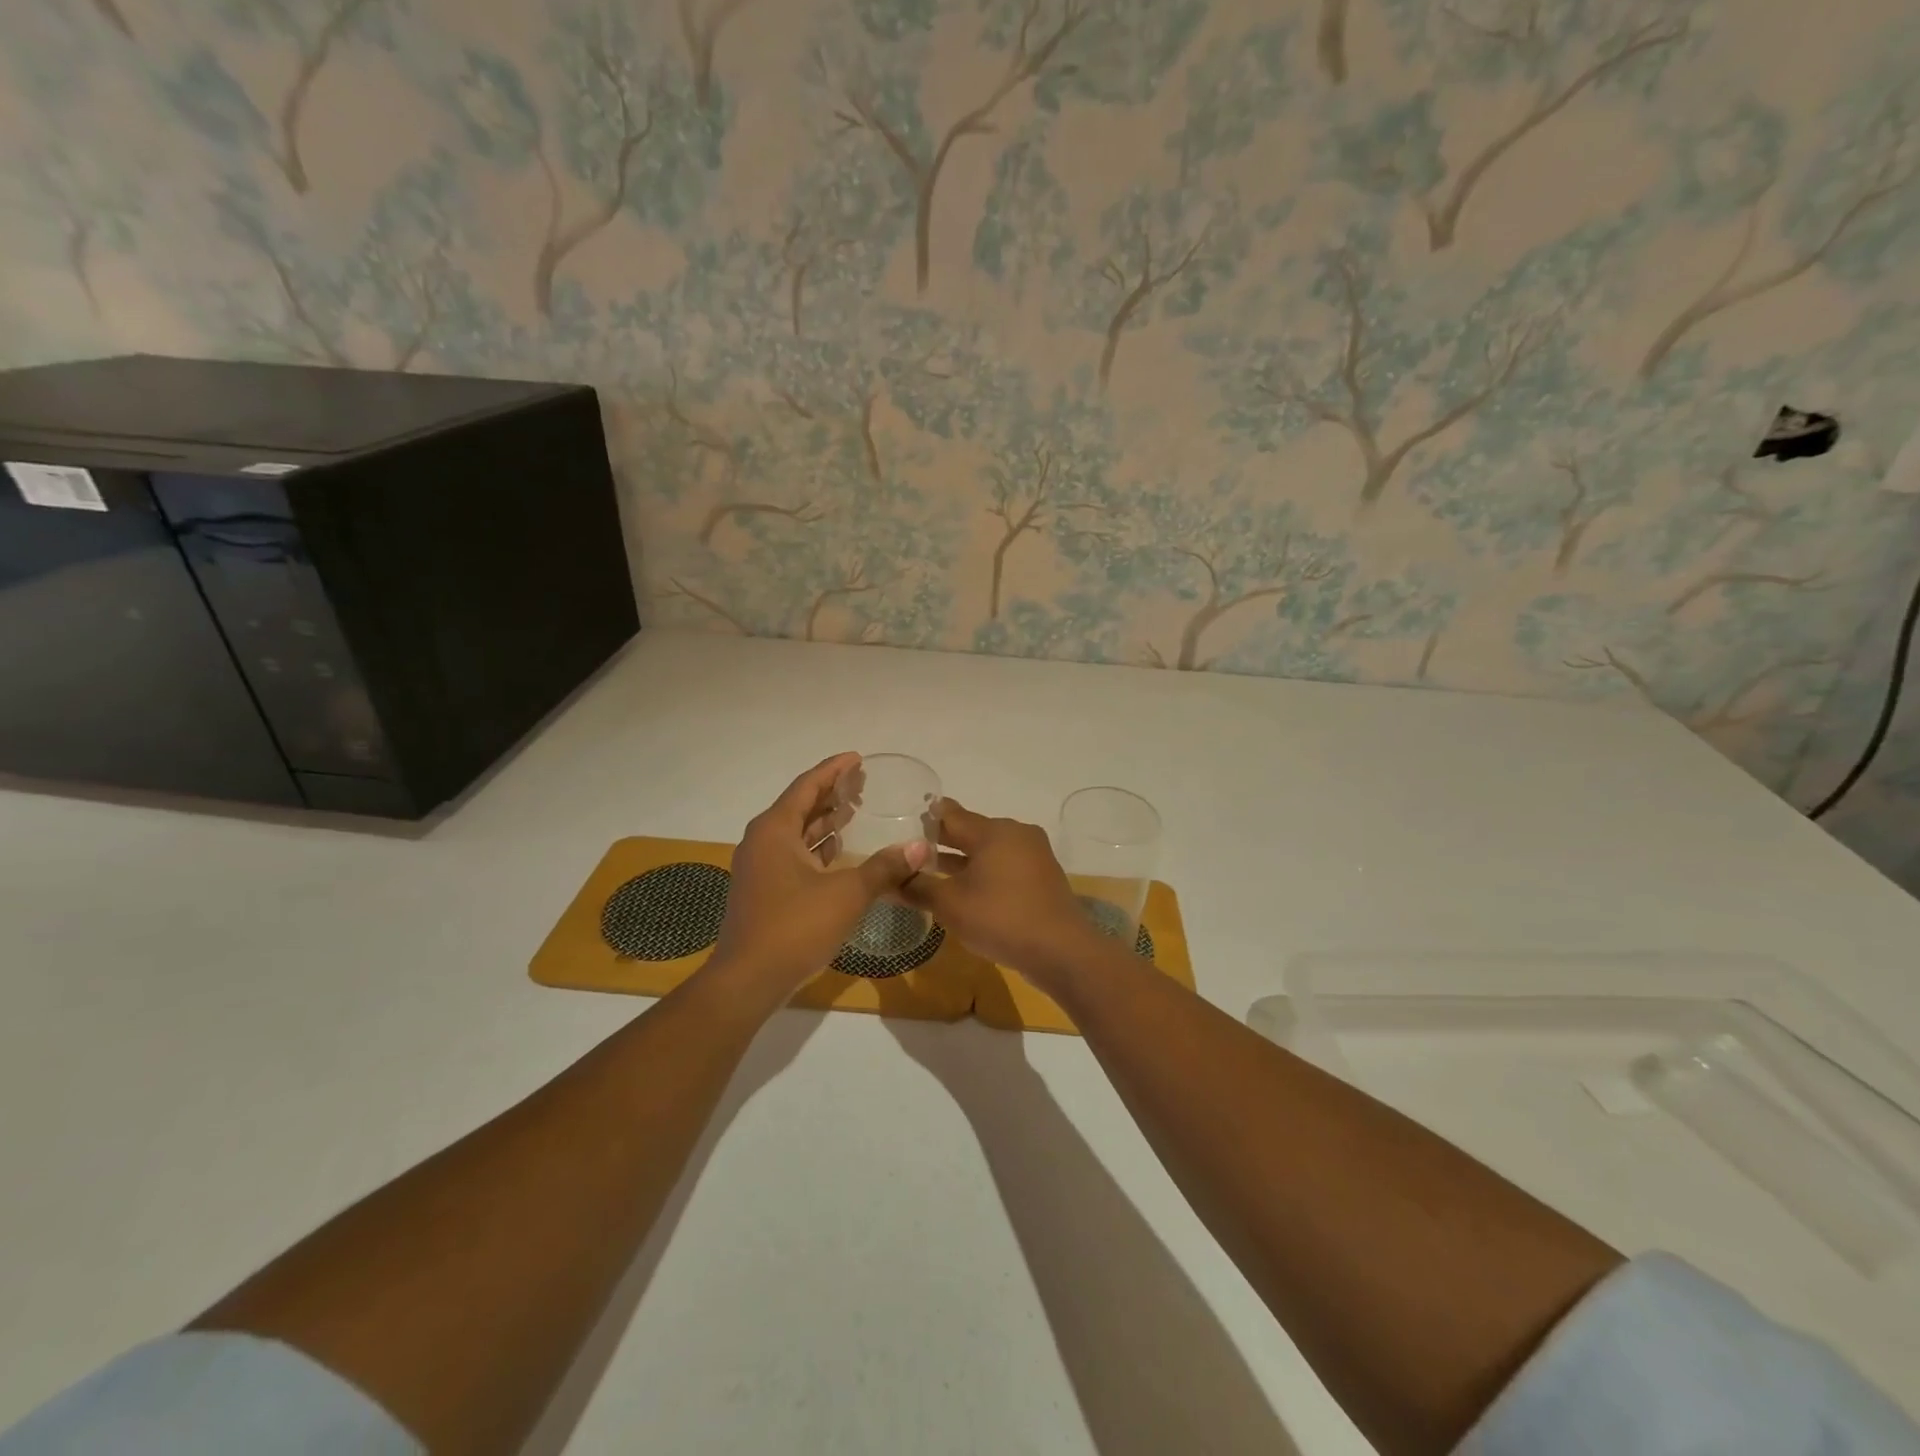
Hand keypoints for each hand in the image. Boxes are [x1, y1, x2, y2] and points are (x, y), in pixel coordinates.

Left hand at [709, 752, 929, 1003]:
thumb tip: (920, 848)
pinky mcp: (762, 889)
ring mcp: (759, 866)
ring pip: (796, 832)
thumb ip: (884, 868)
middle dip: (831, 793)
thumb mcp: (847, 894)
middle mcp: (762, 841)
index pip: (807, 786)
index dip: (834, 770)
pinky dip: (816, 847)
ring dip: (824, 821)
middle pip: (800, 805)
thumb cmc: (794, 927)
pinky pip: (792, 854)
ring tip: (856, 812)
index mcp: (775, 829)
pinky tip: (839, 852)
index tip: (858, 758)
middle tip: (864, 785)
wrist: (748, 980)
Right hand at [902, 798, 1108, 990]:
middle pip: (971, 830)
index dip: (925, 819)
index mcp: (993, 831)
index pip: (950, 814)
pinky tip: (967, 891)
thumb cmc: (1001, 918)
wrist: (1062, 951)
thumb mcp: (950, 905)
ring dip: (962, 860)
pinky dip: (984, 873)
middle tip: (911, 852)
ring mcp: (1033, 854)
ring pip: (988, 850)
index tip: (902, 824)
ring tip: (932, 873)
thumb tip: (889, 880)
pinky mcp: (1042, 876)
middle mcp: (1016, 833)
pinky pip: (1005, 866)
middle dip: (942, 842)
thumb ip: (917, 887)